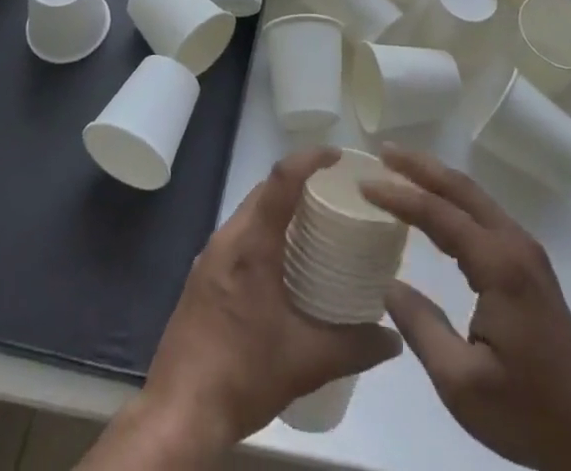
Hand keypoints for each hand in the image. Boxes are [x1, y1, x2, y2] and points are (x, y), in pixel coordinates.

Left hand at [133, 147, 403, 456]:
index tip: (338, 156)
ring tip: (314, 225)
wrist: (177, 413)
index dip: (309, 158)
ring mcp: (209, 256)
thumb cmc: (241, 375)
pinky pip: (238, 235)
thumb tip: (393, 337)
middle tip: (334, 194)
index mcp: (251, 244)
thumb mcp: (305, 362)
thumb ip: (354, 346)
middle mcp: (227, 238)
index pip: (281, 179)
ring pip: (250, 212)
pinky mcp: (202, 276)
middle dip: (299, 181)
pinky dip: (264, 231)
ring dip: (279, 208)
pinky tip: (282, 263)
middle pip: (265, 190)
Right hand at [361, 146, 570, 470]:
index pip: (440, 214)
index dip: (400, 196)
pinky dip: (454, 199)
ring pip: (475, 197)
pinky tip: (436, 206)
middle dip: (420, 166)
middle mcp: (514, 244)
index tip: (365, 183)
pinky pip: (484, 214)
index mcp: (499, 266)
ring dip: (437, 178)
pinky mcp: (529, 264)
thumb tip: (388, 285)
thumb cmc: (527, 413)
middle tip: (383, 152)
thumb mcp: (461, 384)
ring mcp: (526, 251)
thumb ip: (421, 327)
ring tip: (401, 168)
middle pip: (461, 189)